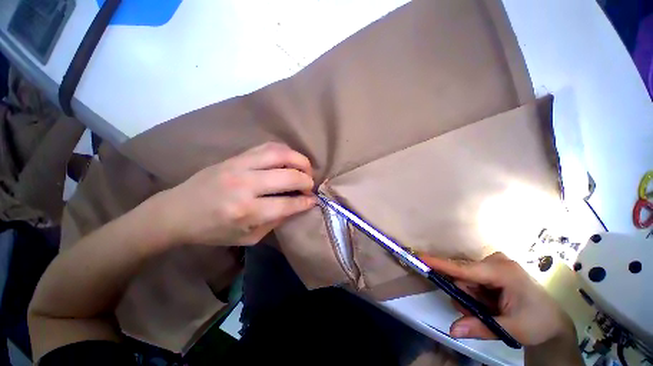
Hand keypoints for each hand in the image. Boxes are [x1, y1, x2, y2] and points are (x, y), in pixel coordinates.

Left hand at [156, 142, 316, 245]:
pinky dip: (285, 151)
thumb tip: (296, 205)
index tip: (314, 200)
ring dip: (300, 160)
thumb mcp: (247, 238)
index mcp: (246, 211)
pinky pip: (267, 146)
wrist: (177, 211)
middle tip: (310, 185)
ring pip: (280, 154)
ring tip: (305, 168)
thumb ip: (275, 221)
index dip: (306, 202)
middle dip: (306, 180)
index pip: (287, 204)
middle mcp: (245, 185)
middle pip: (288, 176)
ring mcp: (239, 166)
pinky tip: (290, 159)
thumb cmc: (212, 230)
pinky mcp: (235, 156)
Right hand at [421, 252, 575, 346]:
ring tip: (491, 310)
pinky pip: (471, 281)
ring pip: (465, 280)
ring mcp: (494, 264)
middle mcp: (495, 262)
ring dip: (471, 298)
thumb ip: (481, 327)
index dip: (440, 264)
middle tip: (485, 313)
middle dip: (467, 297)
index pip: (463, 268)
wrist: (553, 322)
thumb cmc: (537, 323)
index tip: (419, 257)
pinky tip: (491, 303)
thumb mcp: (511, 329)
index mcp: (502, 271)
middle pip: (462, 277)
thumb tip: (452, 330)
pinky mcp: (492, 269)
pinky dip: (475, 295)